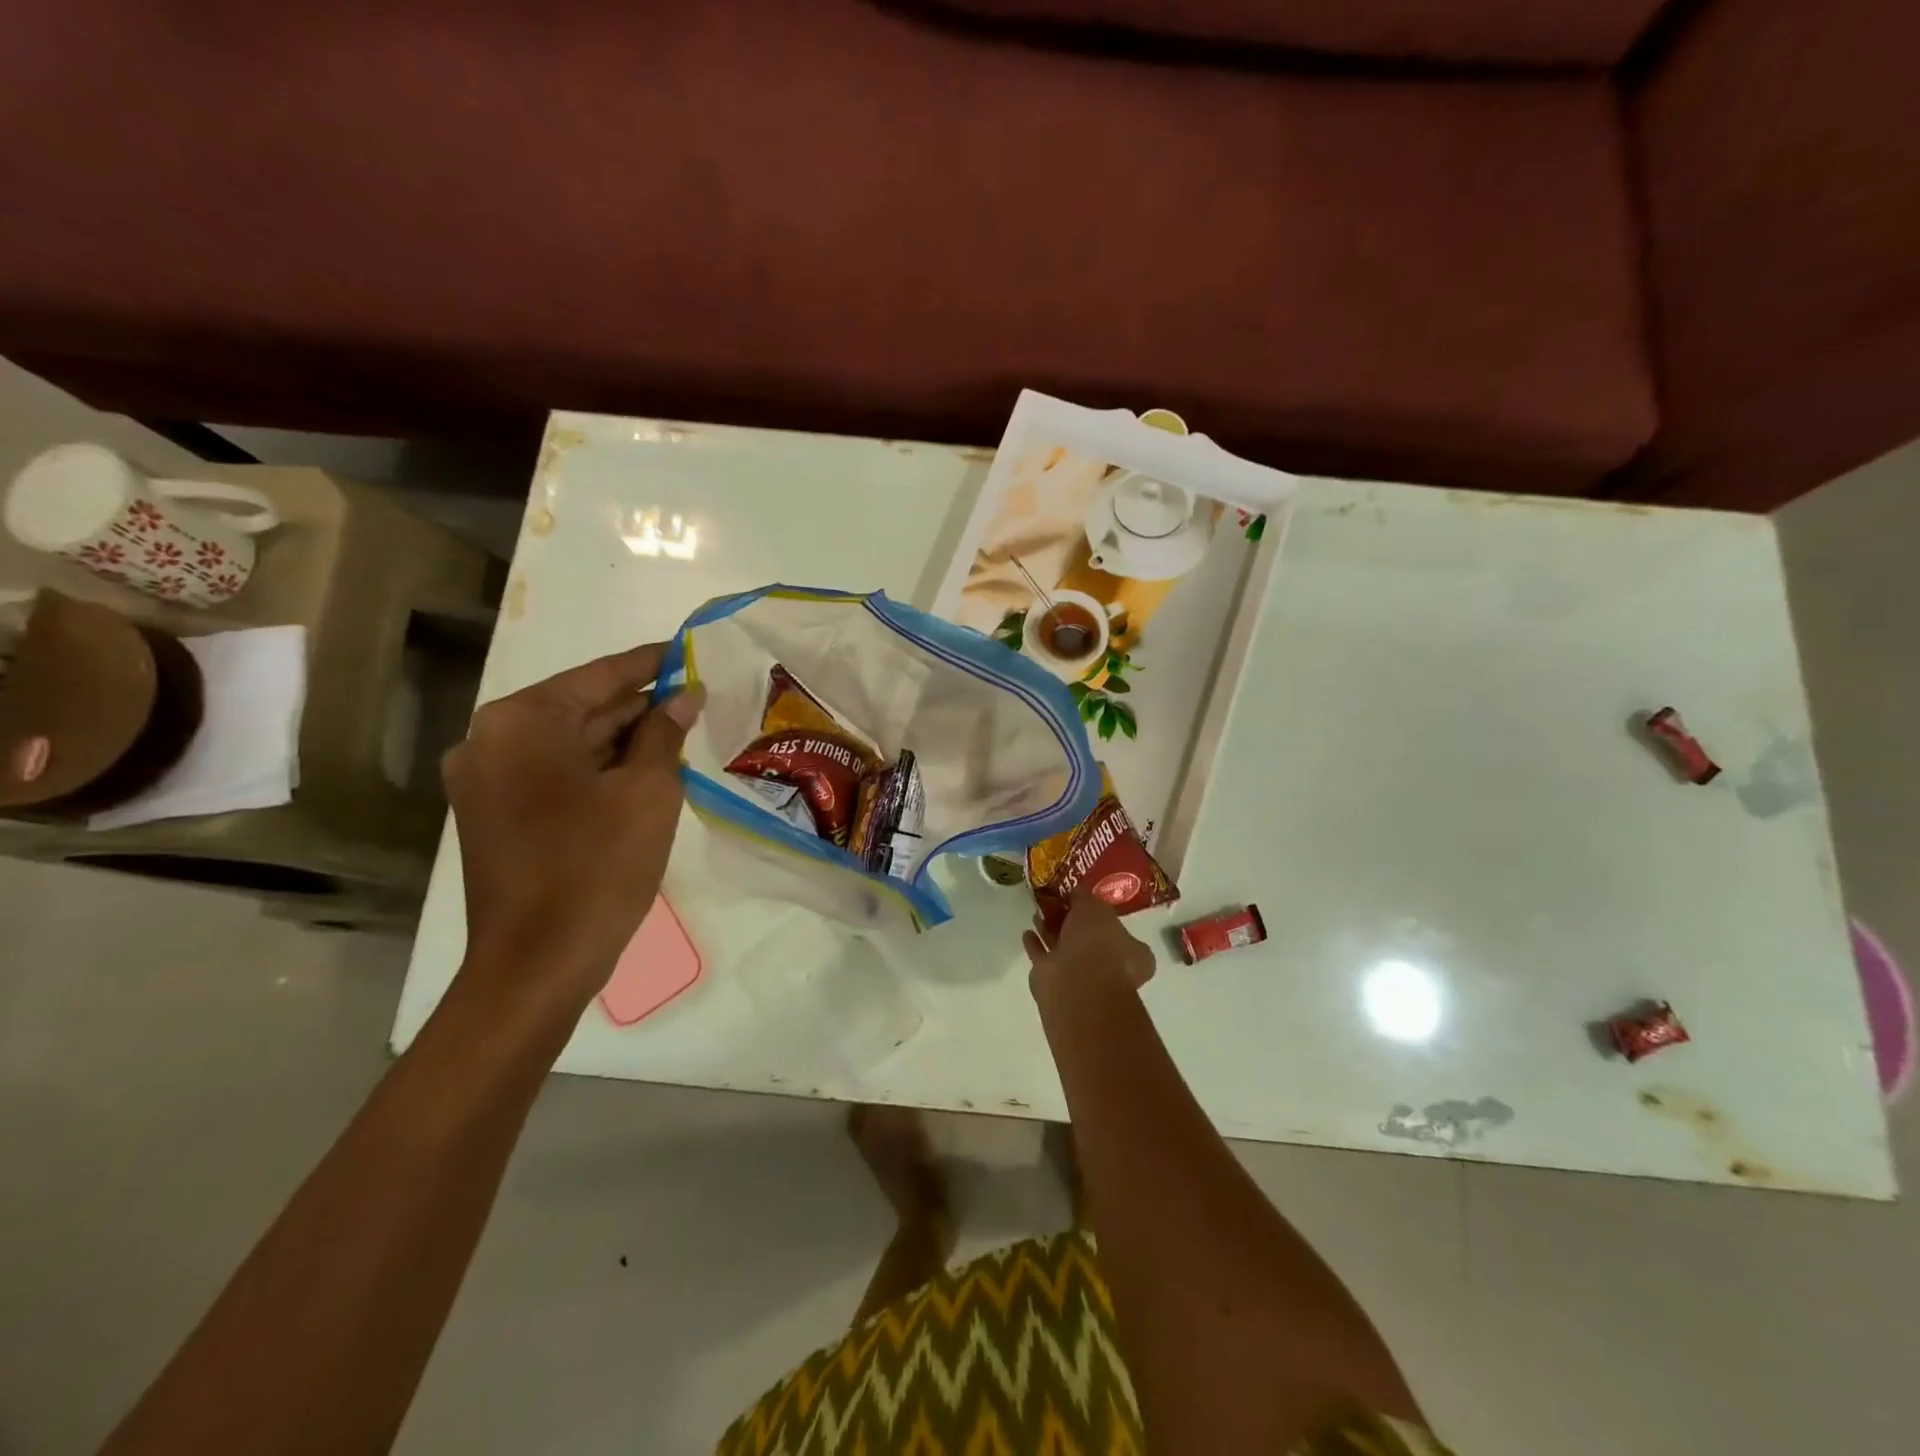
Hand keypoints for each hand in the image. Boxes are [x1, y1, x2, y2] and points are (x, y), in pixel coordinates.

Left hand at [441, 642, 703, 1018]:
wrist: (538, 963)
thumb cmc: (598, 865)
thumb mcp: (649, 790)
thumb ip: (665, 732)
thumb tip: (683, 696)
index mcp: (522, 722)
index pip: (599, 676)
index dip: (650, 664)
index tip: (686, 651)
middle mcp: (490, 740)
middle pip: (580, 708)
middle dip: (639, 707)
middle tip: (694, 700)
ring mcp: (485, 781)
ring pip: (568, 743)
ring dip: (621, 741)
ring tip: (678, 736)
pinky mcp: (493, 815)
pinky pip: (554, 774)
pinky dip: (597, 770)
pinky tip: (643, 774)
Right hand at [1024, 894, 1155, 1001]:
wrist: (1075, 983)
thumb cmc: (1097, 942)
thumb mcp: (1095, 906)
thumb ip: (1085, 898)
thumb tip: (1076, 894)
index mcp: (1133, 953)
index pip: (1121, 931)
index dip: (1103, 915)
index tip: (1084, 901)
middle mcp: (1111, 967)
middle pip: (1090, 939)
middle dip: (1072, 922)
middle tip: (1057, 903)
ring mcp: (1083, 978)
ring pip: (1066, 949)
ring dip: (1052, 931)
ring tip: (1038, 913)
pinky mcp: (1056, 984)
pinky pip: (1045, 958)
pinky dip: (1037, 946)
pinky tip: (1028, 932)